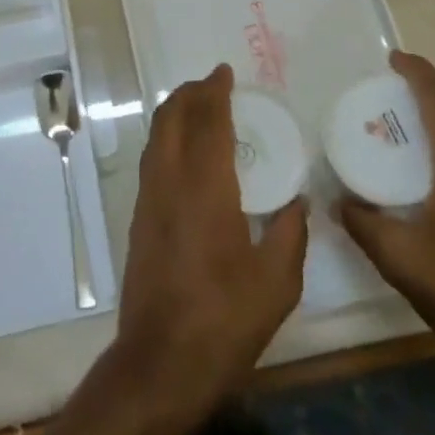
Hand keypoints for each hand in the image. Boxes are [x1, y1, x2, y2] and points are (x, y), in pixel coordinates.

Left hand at [114, 64, 307, 419]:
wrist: (160, 362)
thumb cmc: (224, 321)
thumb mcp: (277, 282)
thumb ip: (290, 233)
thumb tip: (296, 200)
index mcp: (205, 188)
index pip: (207, 121)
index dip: (214, 91)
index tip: (225, 73)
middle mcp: (169, 182)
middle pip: (171, 118)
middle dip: (190, 93)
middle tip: (214, 84)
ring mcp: (148, 199)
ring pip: (156, 136)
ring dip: (175, 112)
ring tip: (199, 108)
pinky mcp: (138, 218)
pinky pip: (152, 158)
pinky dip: (168, 137)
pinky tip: (186, 152)